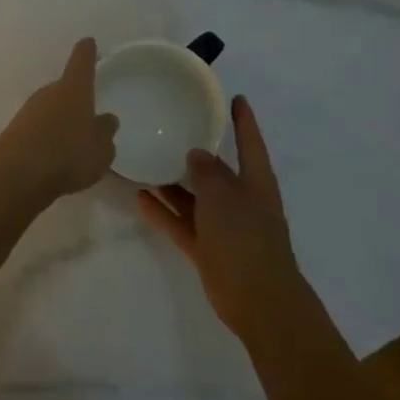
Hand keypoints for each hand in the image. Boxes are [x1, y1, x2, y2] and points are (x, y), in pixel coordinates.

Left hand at [0, 38, 119, 203]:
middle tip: (90, 113)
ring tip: (76, 143)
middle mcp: (49, 93)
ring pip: (52, 109)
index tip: (88, 42)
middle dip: (77, 98)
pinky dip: (49, 137)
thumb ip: (105, 133)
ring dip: (62, 120)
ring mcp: (29, 110)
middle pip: (65, 88)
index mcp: (74, 89)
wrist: (16, 174)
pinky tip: (56, 157)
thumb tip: (106, 119)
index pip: (82, 62)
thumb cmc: (67, 154)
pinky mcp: (16, 130)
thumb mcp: (100, 149)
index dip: (87, 52)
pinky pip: (40, 128)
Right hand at [135, 95, 303, 336]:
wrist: (259, 302)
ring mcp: (224, 228)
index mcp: (256, 185)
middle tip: (171, 129)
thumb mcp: (224, 197)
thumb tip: (197, 153)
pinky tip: (139, 197)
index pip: (250, 145)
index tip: (236, 98)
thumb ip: (207, 172)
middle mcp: (241, 202)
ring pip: (195, 198)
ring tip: (146, 161)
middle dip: (197, 154)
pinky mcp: (207, 250)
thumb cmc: (246, 240)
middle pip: (217, 172)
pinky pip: (181, 223)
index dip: (244, 122)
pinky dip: (163, 212)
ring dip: (173, 184)